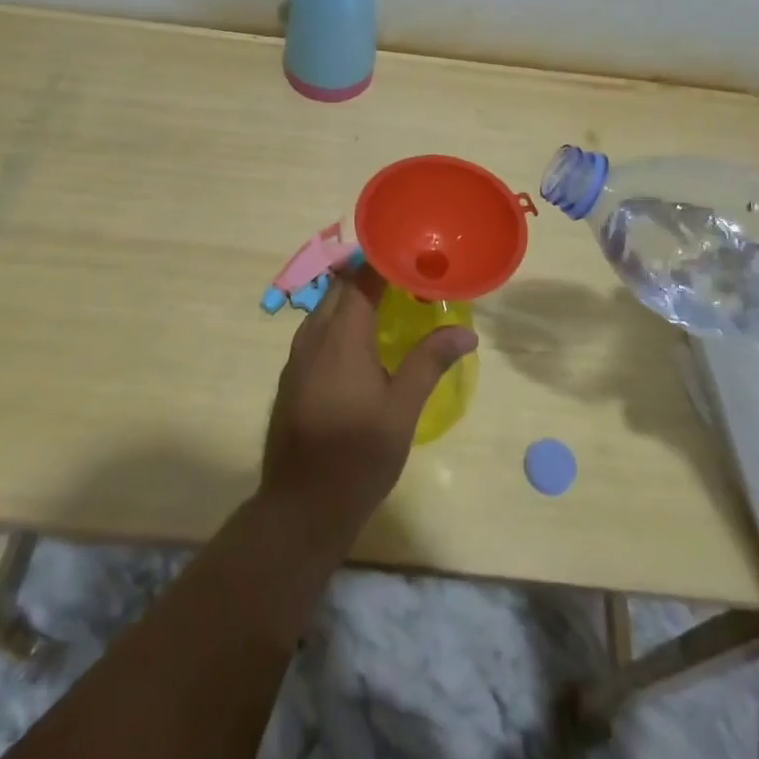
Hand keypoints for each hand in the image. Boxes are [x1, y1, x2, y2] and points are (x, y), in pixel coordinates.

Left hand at [260, 264, 476, 554]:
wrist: (300, 507)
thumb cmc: (357, 457)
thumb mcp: (402, 410)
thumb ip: (429, 363)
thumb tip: (466, 331)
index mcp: (341, 337)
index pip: (360, 279)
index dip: (383, 260)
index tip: (412, 251)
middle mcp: (313, 337)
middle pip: (340, 288)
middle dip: (370, 275)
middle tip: (409, 275)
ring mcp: (297, 357)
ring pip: (325, 309)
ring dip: (354, 298)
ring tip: (391, 301)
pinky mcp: (292, 376)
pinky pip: (317, 331)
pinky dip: (341, 321)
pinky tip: (363, 340)